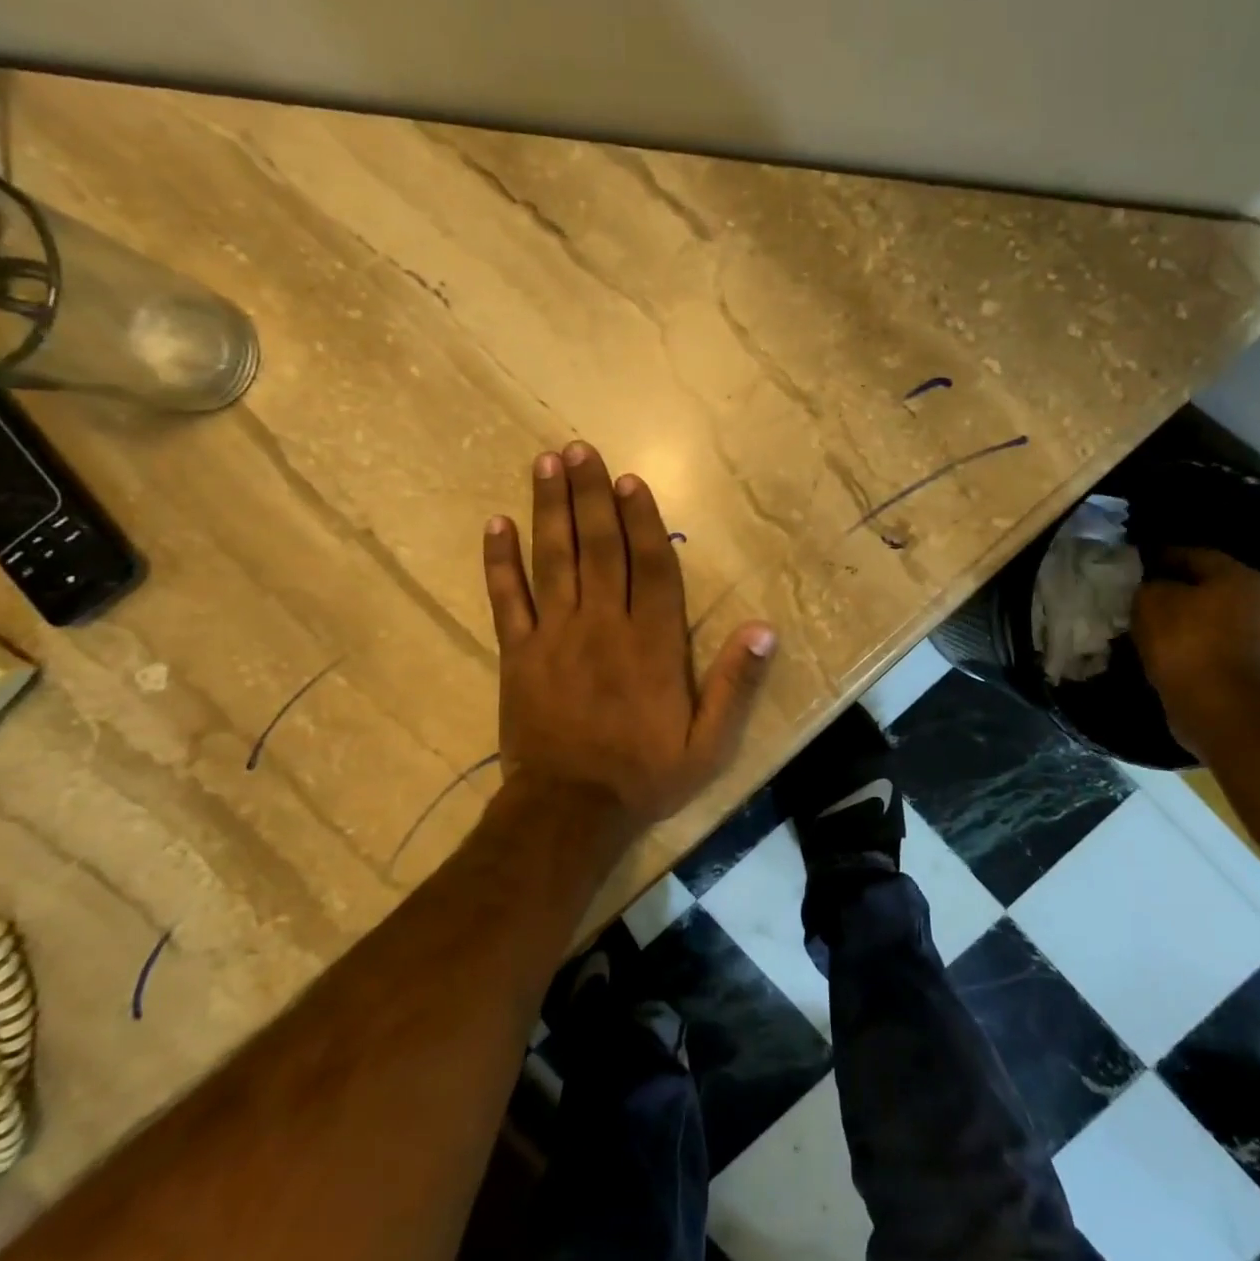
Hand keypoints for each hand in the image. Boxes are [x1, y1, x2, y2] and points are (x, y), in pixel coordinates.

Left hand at [482, 442, 777, 827]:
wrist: (569, 812)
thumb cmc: (645, 776)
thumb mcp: (709, 743)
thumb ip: (735, 685)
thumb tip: (764, 629)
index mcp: (652, 642)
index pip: (650, 565)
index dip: (641, 518)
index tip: (628, 479)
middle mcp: (603, 625)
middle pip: (599, 546)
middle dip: (590, 494)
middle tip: (578, 448)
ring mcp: (555, 635)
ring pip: (553, 559)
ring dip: (549, 508)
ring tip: (546, 463)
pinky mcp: (518, 653)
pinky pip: (506, 599)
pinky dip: (499, 561)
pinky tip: (495, 524)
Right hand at [1132, 547, 1259, 753]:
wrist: (1220, 707)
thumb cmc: (1185, 643)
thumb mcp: (1150, 602)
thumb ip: (1150, 585)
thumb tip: (1153, 585)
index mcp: (1241, 576)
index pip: (1195, 555)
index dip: (1163, 557)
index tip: (1138, 565)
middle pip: (1214, 587)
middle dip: (1183, 591)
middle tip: (1149, 598)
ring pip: (1222, 619)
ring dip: (1196, 621)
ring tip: (1161, 630)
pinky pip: (1225, 648)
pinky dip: (1203, 647)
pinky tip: (1179, 655)